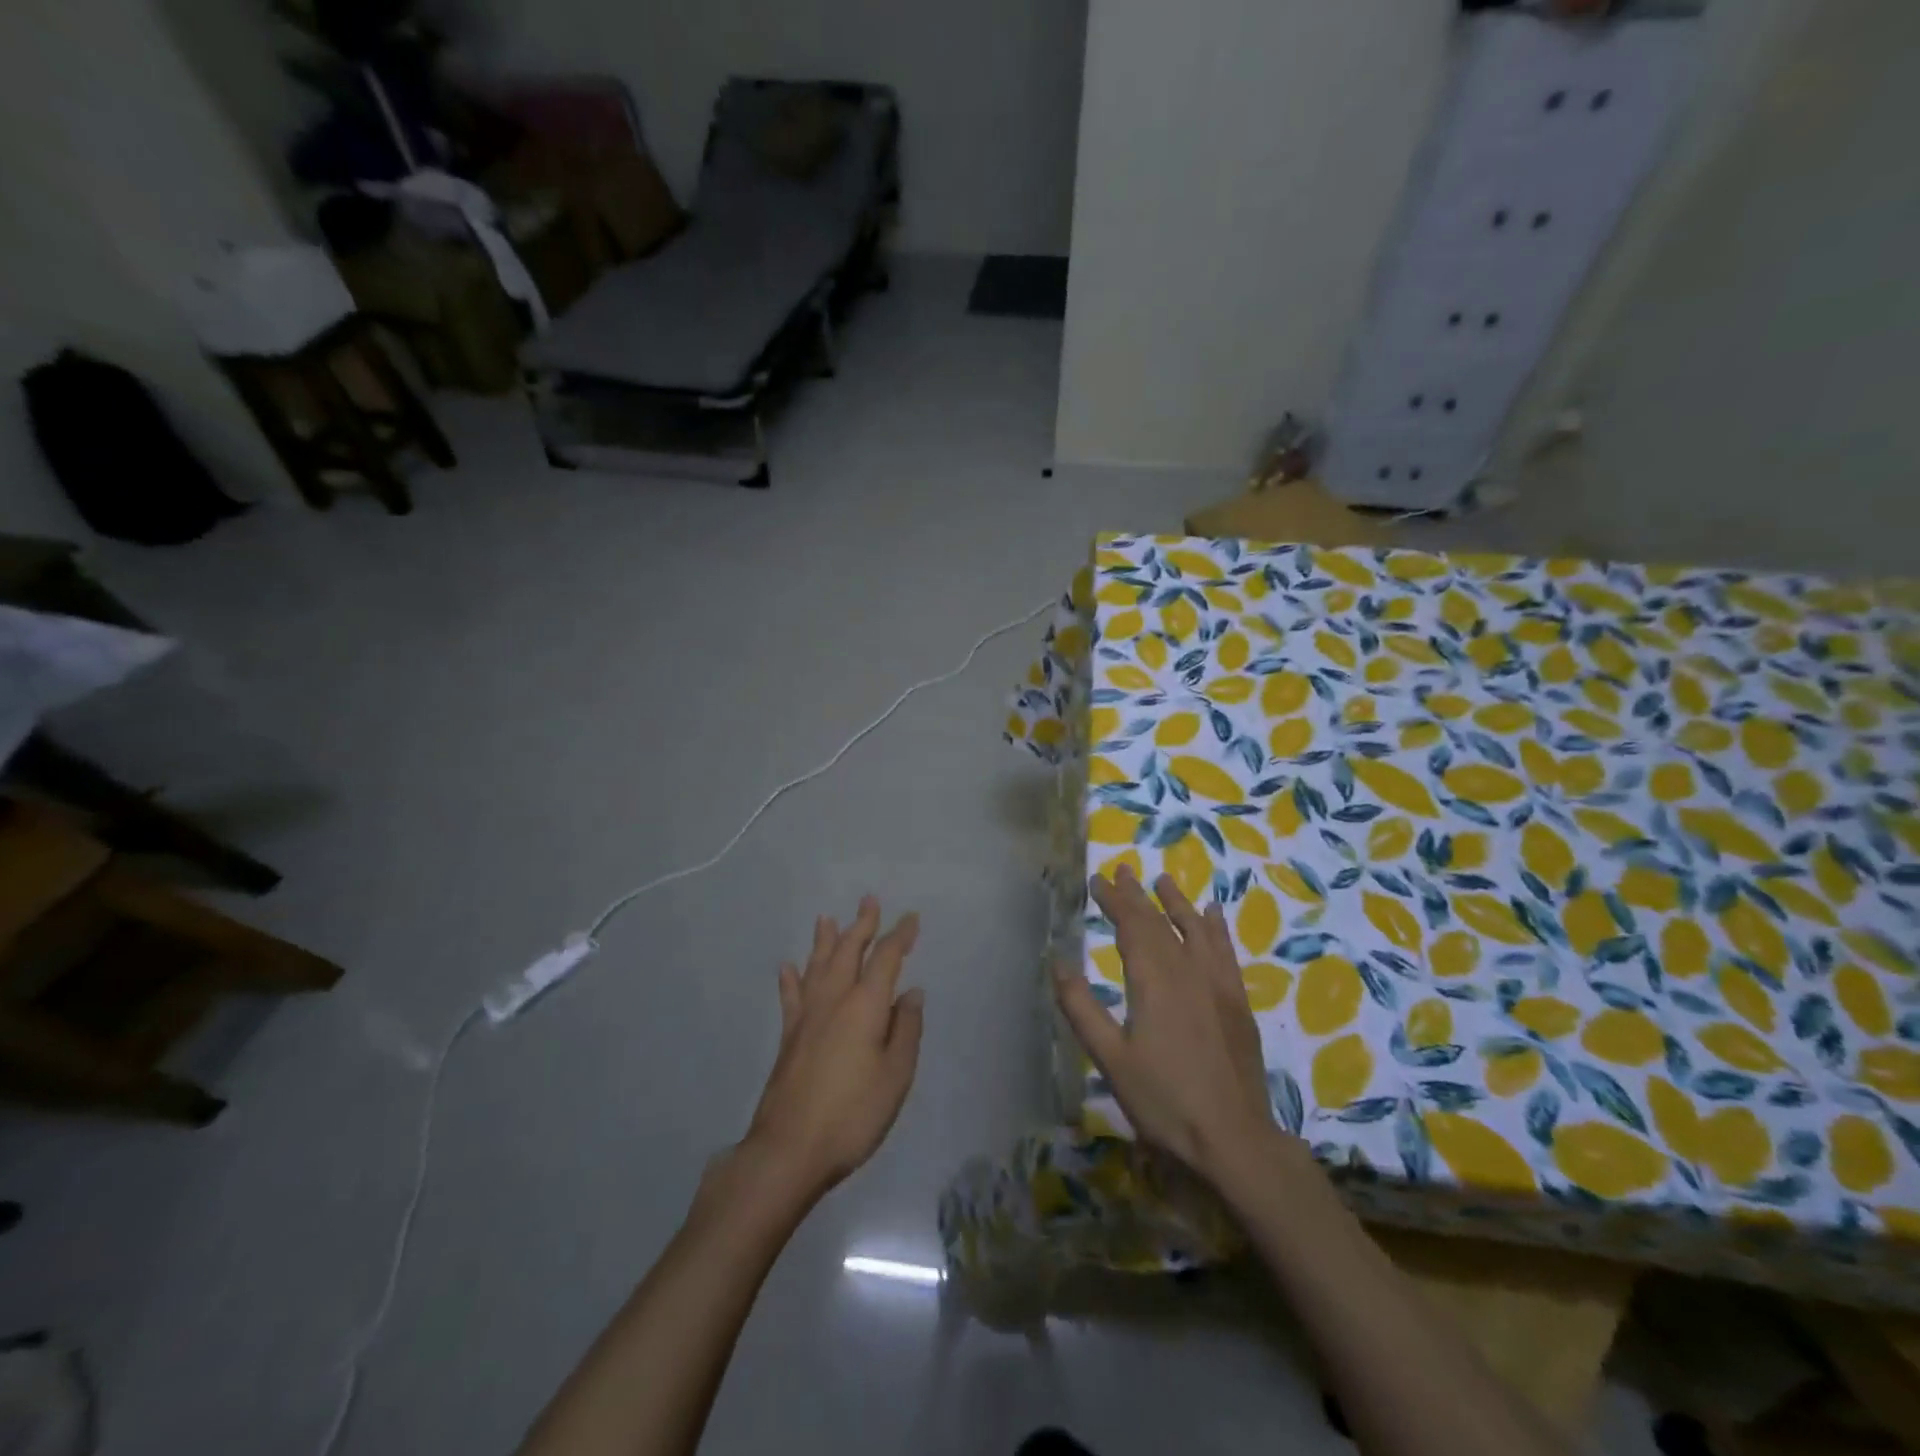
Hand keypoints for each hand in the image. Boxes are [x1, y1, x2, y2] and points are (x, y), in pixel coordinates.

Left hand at [738, 897, 924, 1204]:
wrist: (789, 1149)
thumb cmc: (853, 1114)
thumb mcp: (895, 1076)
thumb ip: (905, 1030)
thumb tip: (912, 993)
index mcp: (865, 1005)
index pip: (885, 958)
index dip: (900, 936)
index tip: (911, 918)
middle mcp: (834, 1000)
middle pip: (848, 951)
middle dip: (861, 925)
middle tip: (869, 900)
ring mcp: (807, 1016)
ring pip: (817, 966)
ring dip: (825, 940)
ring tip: (826, 918)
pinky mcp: (789, 1036)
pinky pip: (791, 996)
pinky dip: (791, 979)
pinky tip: (788, 967)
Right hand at [1054, 867, 1275, 1180]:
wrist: (1235, 1140)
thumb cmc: (1164, 1101)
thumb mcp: (1110, 1059)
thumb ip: (1081, 1007)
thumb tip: (1058, 961)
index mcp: (1154, 980)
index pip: (1131, 926)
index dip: (1113, 900)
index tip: (1097, 879)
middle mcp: (1188, 971)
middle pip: (1159, 922)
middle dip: (1138, 895)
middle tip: (1122, 870)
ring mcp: (1218, 985)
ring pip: (1195, 929)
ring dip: (1177, 902)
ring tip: (1164, 881)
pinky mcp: (1238, 1002)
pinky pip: (1226, 951)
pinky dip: (1216, 928)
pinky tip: (1213, 915)